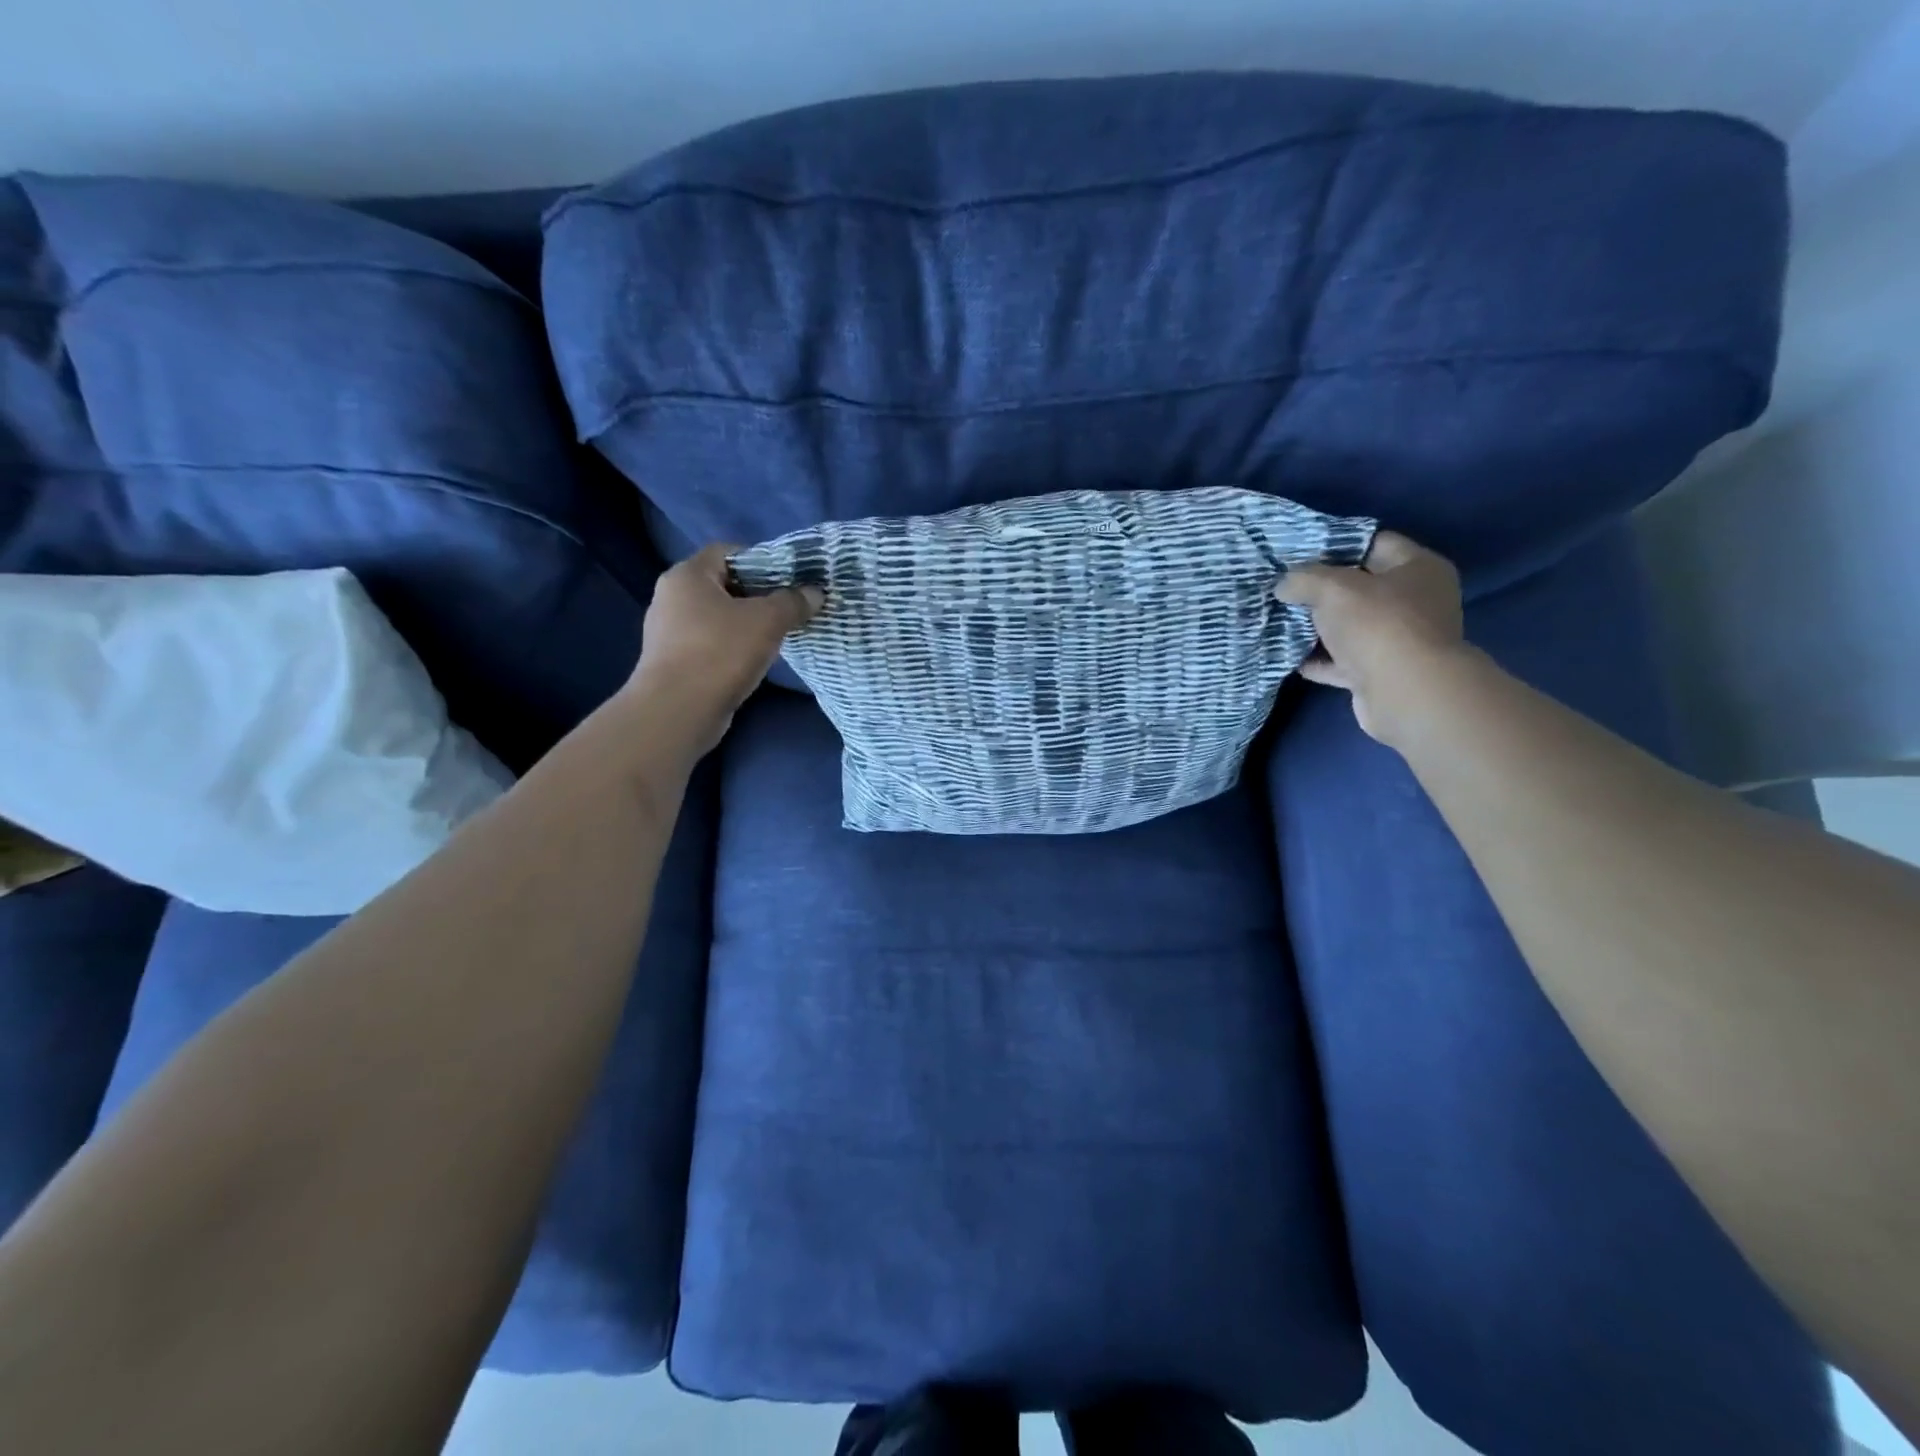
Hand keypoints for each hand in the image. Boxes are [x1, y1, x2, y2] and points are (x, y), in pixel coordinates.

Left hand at [627, 544, 822, 748]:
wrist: (678, 711)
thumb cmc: (720, 653)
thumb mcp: (767, 621)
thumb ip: (793, 602)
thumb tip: (814, 593)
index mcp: (687, 575)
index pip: (728, 551)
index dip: (761, 560)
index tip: (789, 579)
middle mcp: (671, 597)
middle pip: (723, 584)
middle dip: (758, 594)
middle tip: (789, 607)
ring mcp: (668, 631)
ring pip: (717, 616)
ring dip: (746, 623)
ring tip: (777, 635)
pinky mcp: (673, 661)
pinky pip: (710, 643)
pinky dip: (732, 646)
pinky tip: (754, 660)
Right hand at [1275, 531, 1467, 746]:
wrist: (1405, 693)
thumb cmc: (1377, 625)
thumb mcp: (1332, 588)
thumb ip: (1303, 579)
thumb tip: (1284, 584)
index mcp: (1418, 568)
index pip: (1374, 543)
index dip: (1336, 545)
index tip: (1299, 552)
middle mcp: (1416, 601)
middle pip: (1361, 587)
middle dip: (1321, 589)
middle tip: (1284, 587)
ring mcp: (1400, 639)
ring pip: (1351, 626)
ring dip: (1318, 626)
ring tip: (1280, 620)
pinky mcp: (1383, 672)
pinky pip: (1344, 660)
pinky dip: (1320, 659)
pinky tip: (1290, 656)